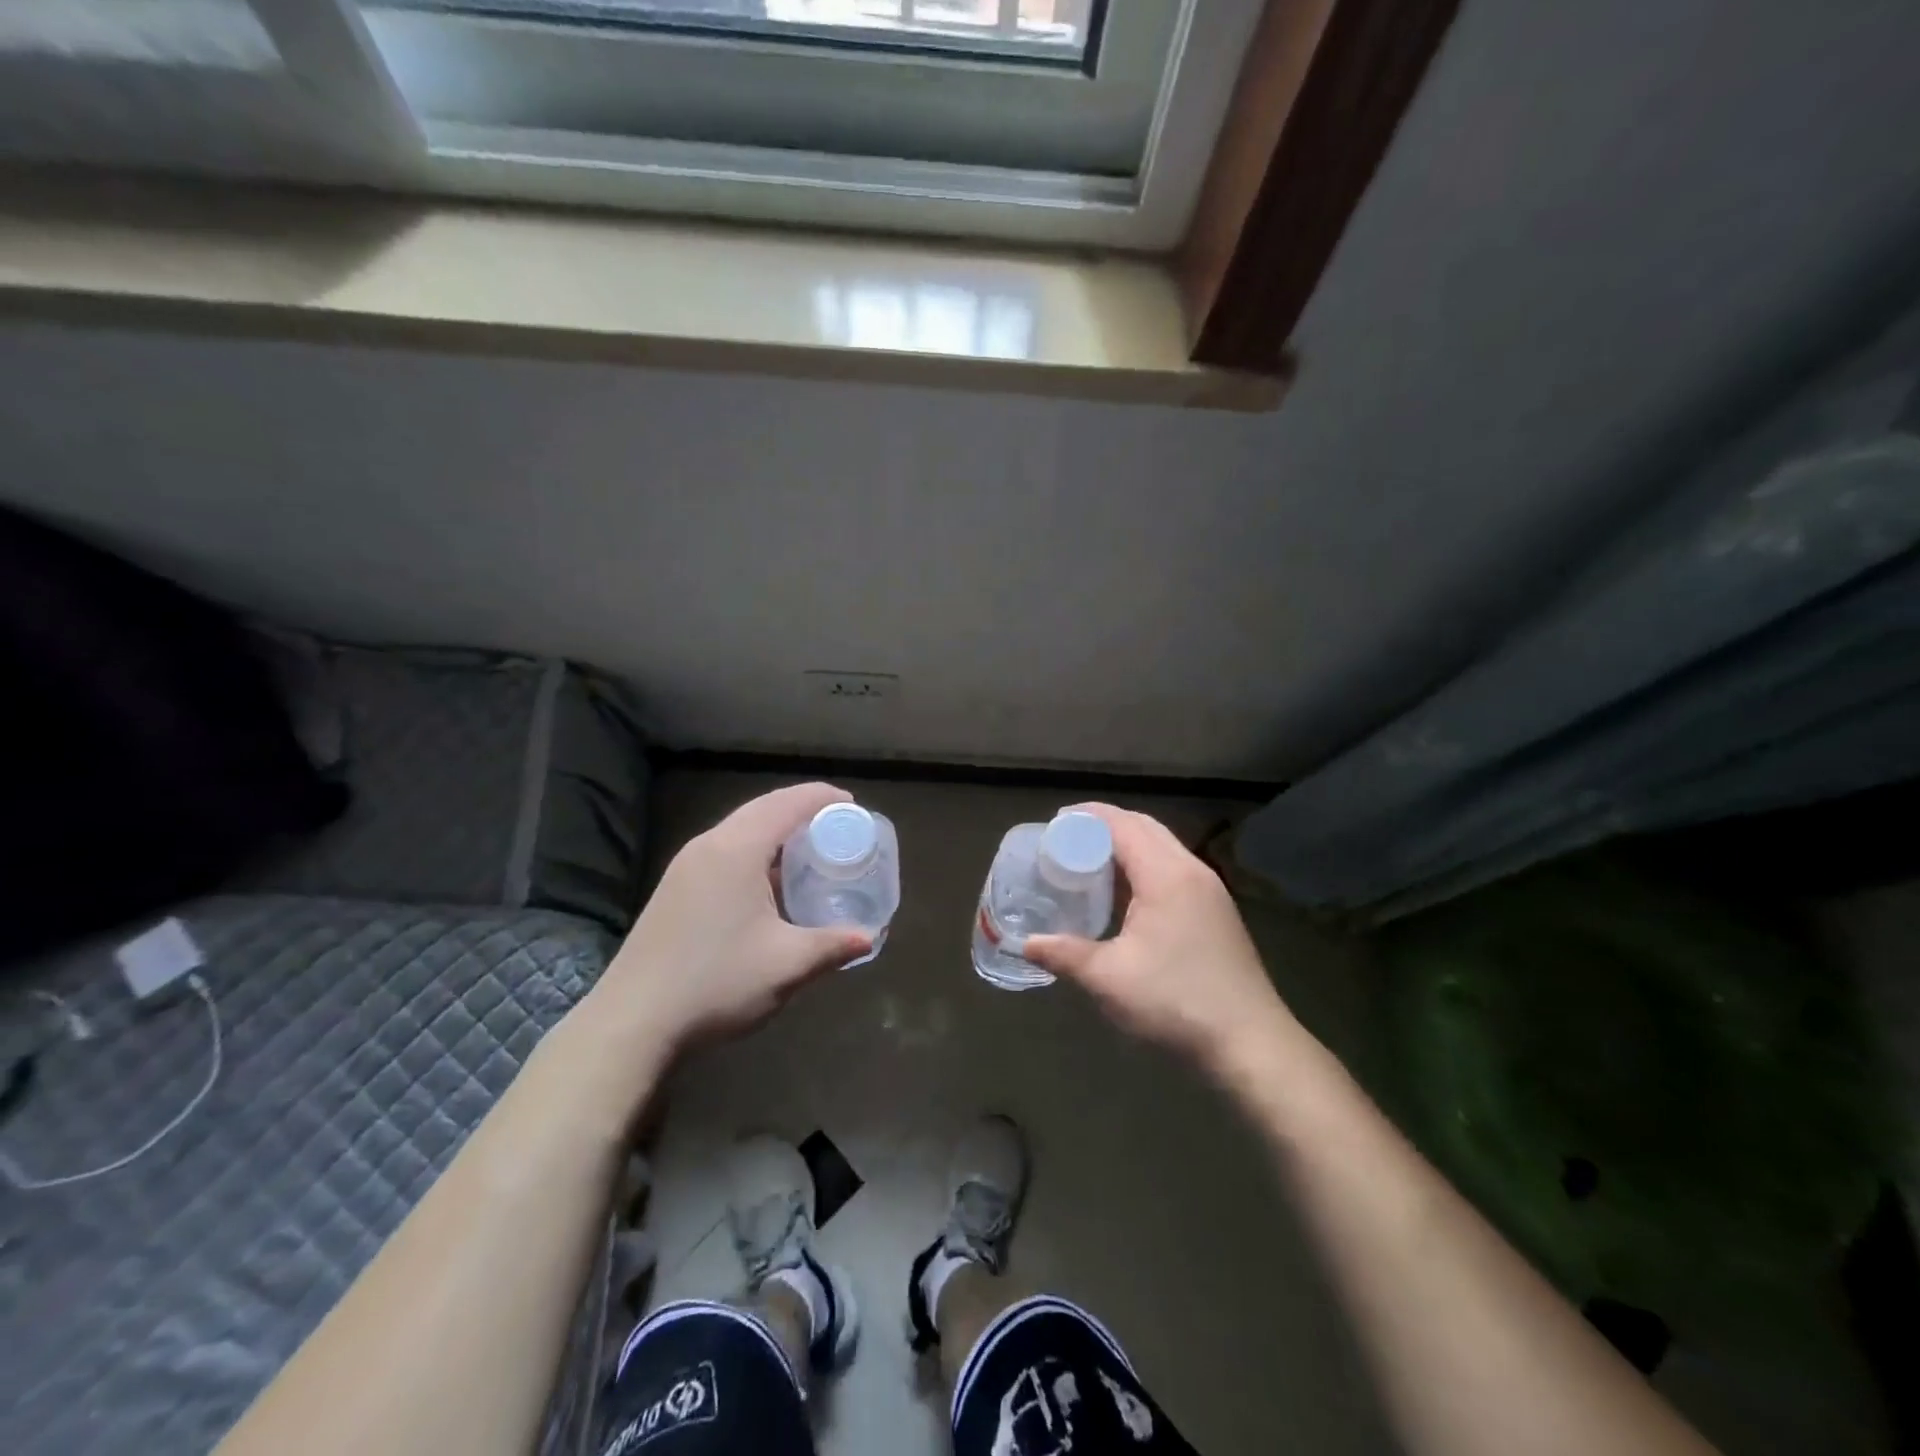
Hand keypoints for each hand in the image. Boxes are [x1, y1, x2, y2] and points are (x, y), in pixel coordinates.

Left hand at [592, 783, 871, 1053]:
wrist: (632, 1022)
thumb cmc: (716, 983)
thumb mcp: (786, 965)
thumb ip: (832, 946)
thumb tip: (868, 938)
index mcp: (736, 850)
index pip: (787, 804)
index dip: (822, 798)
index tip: (854, 806)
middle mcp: (708, 846)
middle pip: (763, 809)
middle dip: (803, 810)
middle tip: (838, 827)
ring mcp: (686, 866)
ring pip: (741, 829)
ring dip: (777, 831)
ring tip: (810, 851)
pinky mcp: (675, 888)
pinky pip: (725, 850)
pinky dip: (756, 851)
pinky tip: (771, 883)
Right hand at [1024, 805, 1293, 1079]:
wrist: (1250, 1044)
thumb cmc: (1176, 1002)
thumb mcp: (1109, 979)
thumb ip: (1064, 954)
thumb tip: (1025, 944)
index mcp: (1166, 875)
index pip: (1122, 824)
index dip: (1086, 817)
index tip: (1054, 824)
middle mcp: (1191, 871)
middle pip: (1144, 827)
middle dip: (1104, 825)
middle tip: (1066, 841)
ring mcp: (1210, 891)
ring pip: (1162, 847)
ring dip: (1126, 845)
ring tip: (1089, 863)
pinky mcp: (1217, 911)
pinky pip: (1173, 869)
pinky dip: (1144, 865)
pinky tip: (1125, 896)